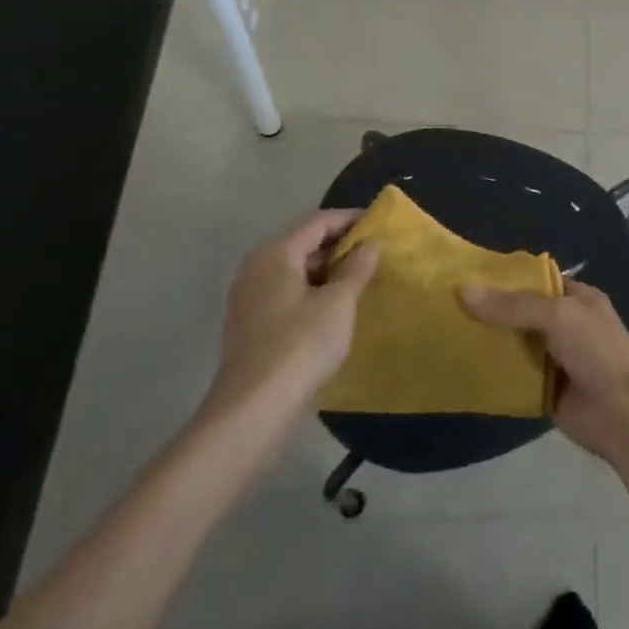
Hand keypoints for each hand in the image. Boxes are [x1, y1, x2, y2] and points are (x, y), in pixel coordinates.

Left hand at [201, 210, 377, 437]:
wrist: (252, 410)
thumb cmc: (300, 345)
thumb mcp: (339, 303)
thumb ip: (357, 268)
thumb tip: (370, 243)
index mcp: (275, 254)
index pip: (318, 222)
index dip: (350, 219)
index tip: (379, 223)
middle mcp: (256, 268)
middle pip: (304, 244)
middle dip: (340, 246)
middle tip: (375, 253)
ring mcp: (249, 298)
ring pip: (296, 271)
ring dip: (328, 271)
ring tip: (361, 280)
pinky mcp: (251, 324)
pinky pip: (288, 293)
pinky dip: (313, 292)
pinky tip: (336, 308)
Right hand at [462, 278, 628, 465]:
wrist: (624, 414)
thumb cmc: (598, 351)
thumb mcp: (559, 316)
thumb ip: (514, 306)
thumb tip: (465, 291)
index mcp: (577, 298)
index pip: (536, 281)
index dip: (505, 279)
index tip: (468, 278)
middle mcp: (565, 325)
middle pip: (521, 314)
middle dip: (491, 312)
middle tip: (447, 308)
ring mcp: (554, 359)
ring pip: (514, 346)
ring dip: (488, 344)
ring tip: (445, 335)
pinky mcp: (544, 391)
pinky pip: (513, 379)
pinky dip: (492, 376)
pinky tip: (461, 370)